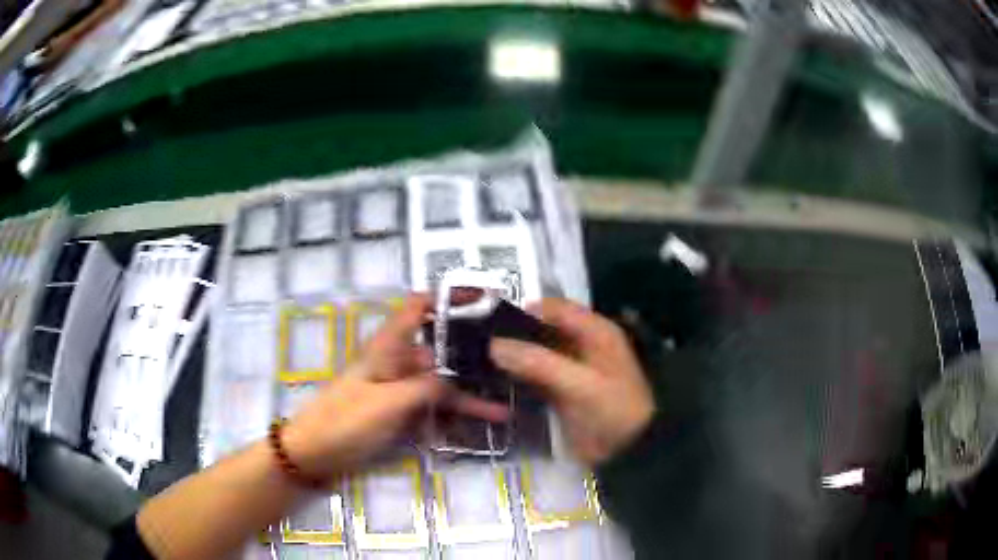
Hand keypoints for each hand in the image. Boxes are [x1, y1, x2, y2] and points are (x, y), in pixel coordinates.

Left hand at [282, 295, 507, 479]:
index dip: (448, 297)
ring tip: (501, 411)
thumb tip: (454, 379)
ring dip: (466, 398)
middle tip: (509, 365)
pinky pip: (428, 410)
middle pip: (437, 350)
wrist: (313, 453)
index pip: (419, 307)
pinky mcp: (396, 413)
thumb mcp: (389, 402)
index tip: (483, 298)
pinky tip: (470, 431)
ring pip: (438, 385)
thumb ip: (427, 387)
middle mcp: (395, 362)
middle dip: (470, 357)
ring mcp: (396, 390)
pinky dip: (448, 417)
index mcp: (388, 346)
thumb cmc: (345, 421)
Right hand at [490, 298, 653, 465]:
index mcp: (596, 331)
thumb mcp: (580, 384)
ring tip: (479, 358)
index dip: (524, 311)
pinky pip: (535, 375)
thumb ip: (538, 362)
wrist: (629, 453)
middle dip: (514, 334)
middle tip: (478, 341)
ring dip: (513, 355)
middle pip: (543, 328)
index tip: (490, 321)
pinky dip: (518, 375)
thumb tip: (494, 345)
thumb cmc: (612, 411)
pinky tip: (493, 379)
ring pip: (536, 352)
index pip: (554, 308)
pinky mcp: (562, 390)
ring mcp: (572, 368)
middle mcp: (583, 343)